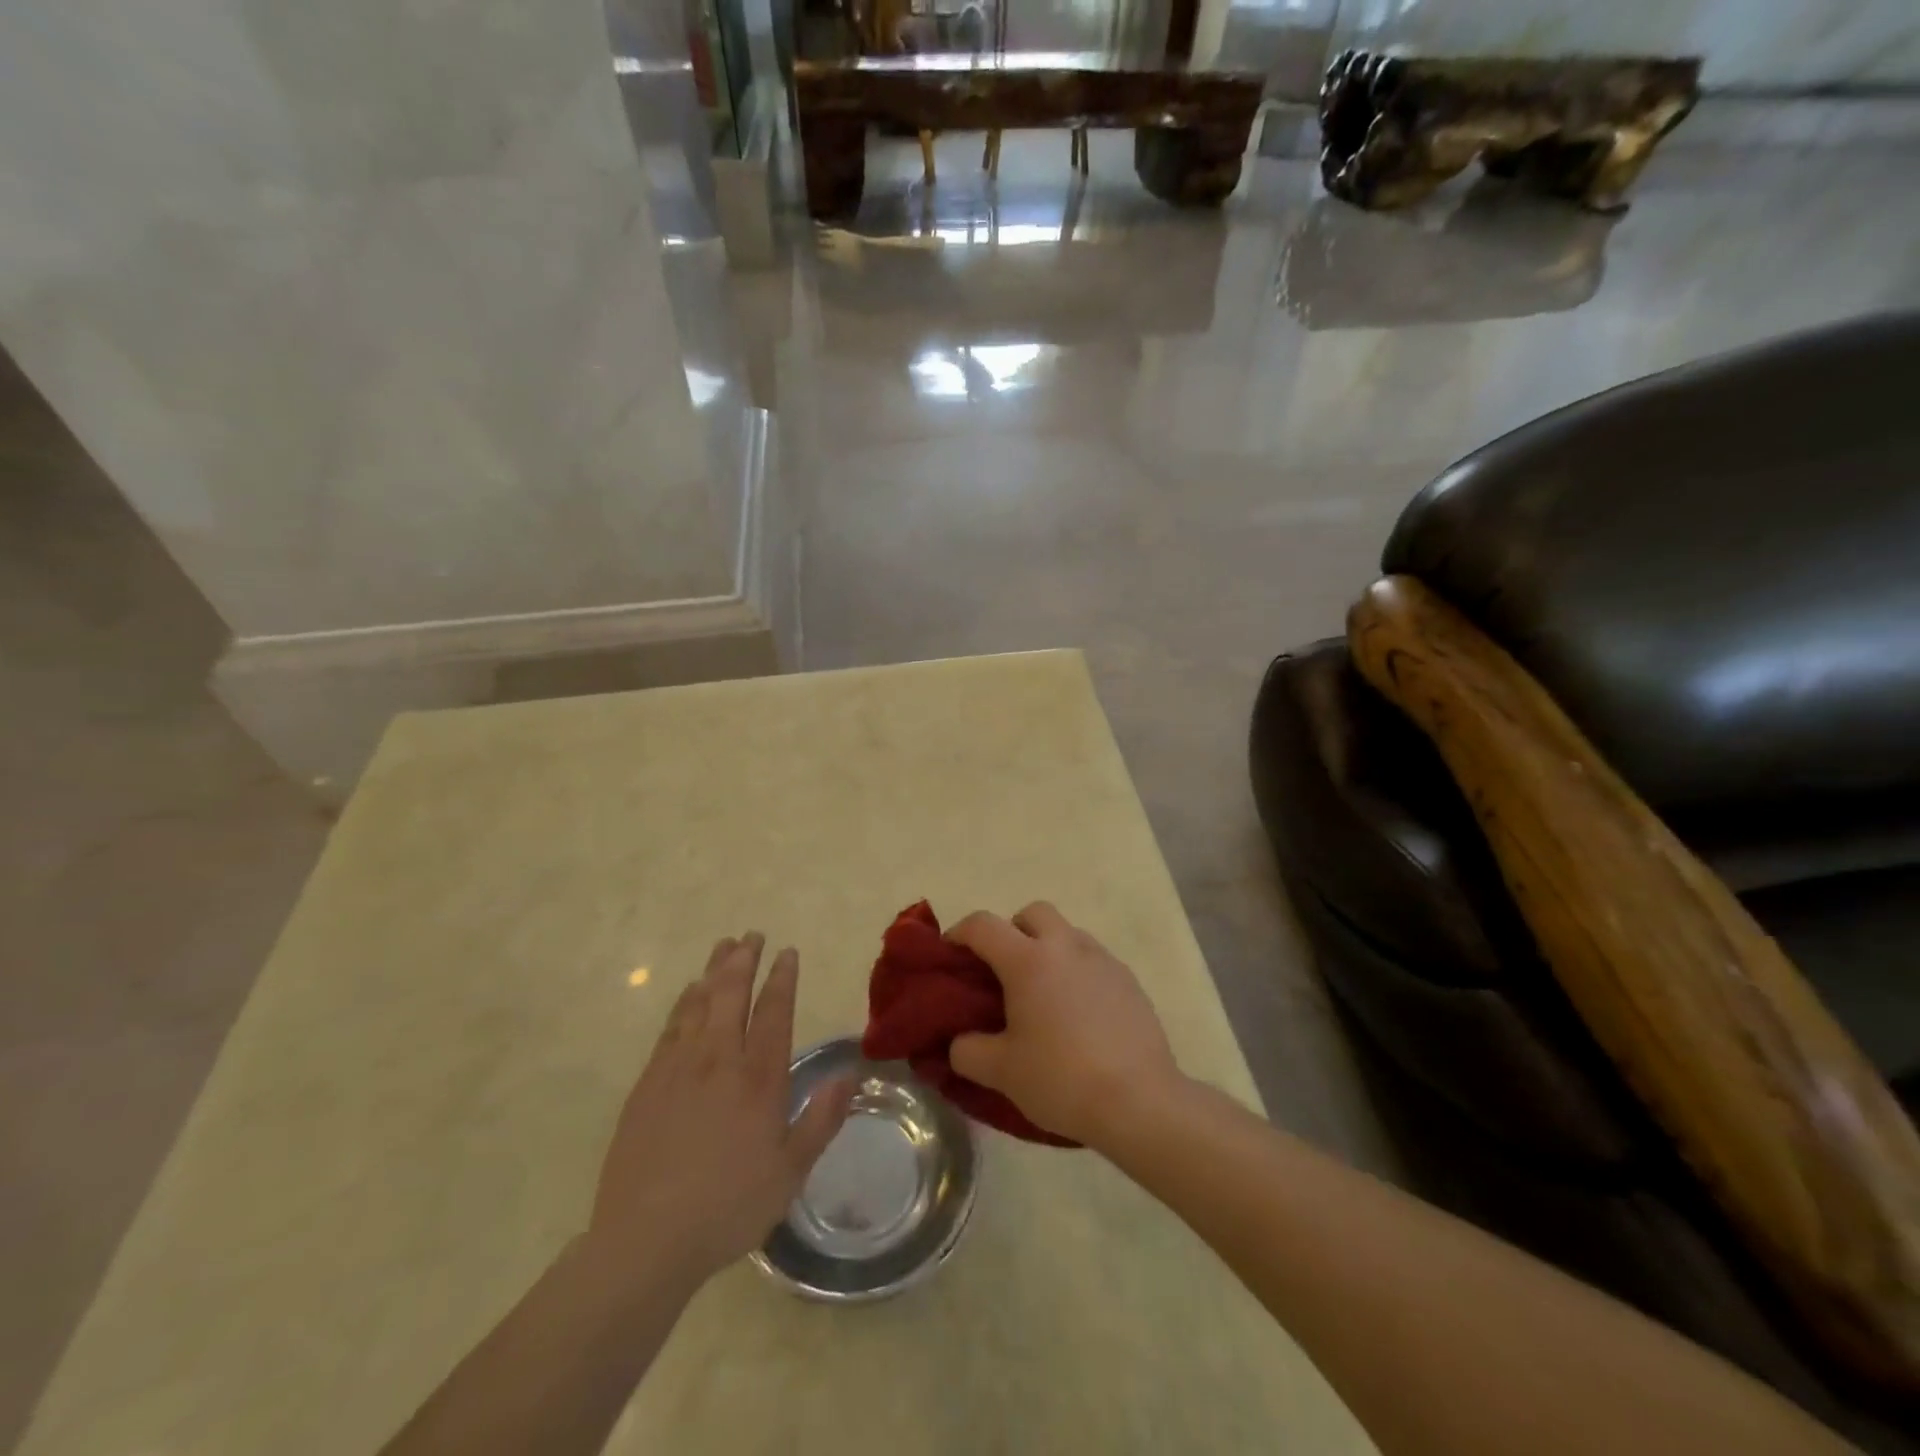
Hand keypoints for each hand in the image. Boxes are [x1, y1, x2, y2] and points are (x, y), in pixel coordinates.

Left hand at [586, 934, 852, 1287]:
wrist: (645, 1240)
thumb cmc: (728, 1207)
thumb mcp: (790, 1171)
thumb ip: (822, 1119)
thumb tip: (851, 1074)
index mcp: (758, 1078)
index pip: (774, 1012)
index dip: (783, 978)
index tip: (788, 952)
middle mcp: (719, 1060)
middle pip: (733, 994)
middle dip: (745, 959)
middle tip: (752, 934)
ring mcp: (678, 1068)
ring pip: (700, 1002)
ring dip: (714, 970)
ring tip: (724, 946)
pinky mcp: (648, 1083)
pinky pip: (671, 1027)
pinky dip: (684, 1001)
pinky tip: (689, 992)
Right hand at [947, 903, 1182, 1148]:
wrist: (1139, 1102)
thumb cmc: (1061, 1078)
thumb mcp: (1000, 1072)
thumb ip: (967, 1050)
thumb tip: (959, 1041)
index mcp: (1028, 960)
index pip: (983, 925)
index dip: (959, 934)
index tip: (952, 957)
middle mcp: (1066, 946)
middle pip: (1032, 913)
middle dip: (1012, 931)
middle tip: (1003, 972)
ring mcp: (1102, 960)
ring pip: (1067, 934)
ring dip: (1048, 950)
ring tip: (1043, 996)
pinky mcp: (1129, 980)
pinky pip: (1093, 961)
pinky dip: (1077, 973)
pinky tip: (1078, 1015)